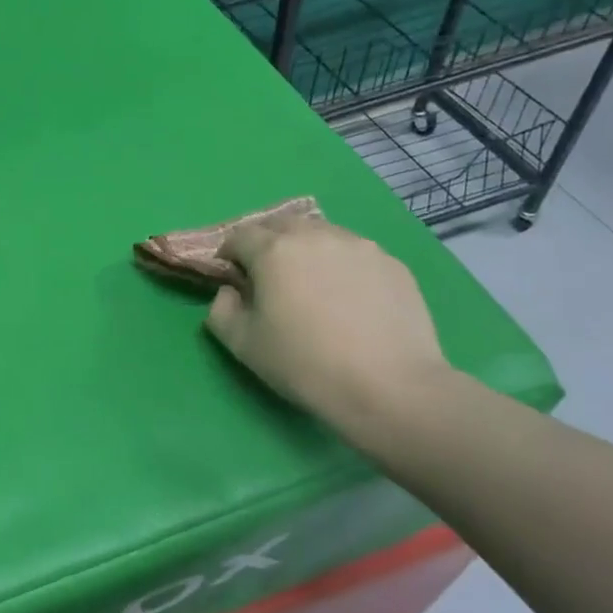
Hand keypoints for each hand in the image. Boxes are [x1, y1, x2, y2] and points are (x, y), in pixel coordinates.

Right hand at [207, 212, 451, 448]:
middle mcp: (315, 236)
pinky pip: (355, 253)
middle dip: (267, 243)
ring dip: (306, 250)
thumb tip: (230, 291)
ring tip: (312, 285)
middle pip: (281, 225)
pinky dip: (341, 265)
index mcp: (273, 250)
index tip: (234, 279)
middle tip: (269, 277)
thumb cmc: (304, 364)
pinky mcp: (391, 263)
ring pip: (321, 234)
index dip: (230, 255)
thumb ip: (221, 309)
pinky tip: (348, 299)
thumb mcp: (241, 344)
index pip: (240, 236)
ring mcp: (359, 246)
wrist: (389, 386)